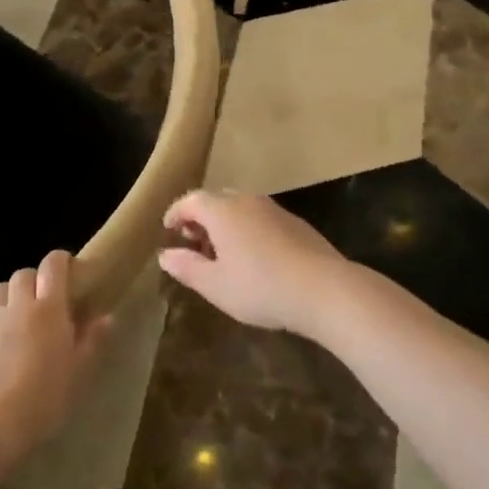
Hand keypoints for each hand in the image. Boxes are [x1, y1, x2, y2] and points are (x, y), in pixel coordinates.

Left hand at [0, 251, 109, 459]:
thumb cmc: (45, 398)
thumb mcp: (78, 372)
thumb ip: (92, 340)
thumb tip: (107, 317)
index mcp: (49, 308)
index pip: (53, 265)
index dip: (60, 261)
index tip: (69, 271)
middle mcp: (18, 303)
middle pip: (24, 274)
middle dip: (34, 281)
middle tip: (43, 302)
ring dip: (9, 296)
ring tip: (16, 316)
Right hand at [158, 190, 350, 336]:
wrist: (323, 288)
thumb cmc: (260, 287)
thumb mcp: (215, 285)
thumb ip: (186, 267)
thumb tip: (165, 254)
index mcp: (222, 211)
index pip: (191, 200)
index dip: (175, 213)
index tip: (168, 229)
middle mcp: (247, 201)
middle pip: (216, 200)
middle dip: (200, 218)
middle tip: (194, 243)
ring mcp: (275, 209)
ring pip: (241, 208)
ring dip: (225, 225)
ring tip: (222, 254)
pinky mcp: (296, 223)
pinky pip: (261, 219)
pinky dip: (248, 230)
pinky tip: (254, 258)